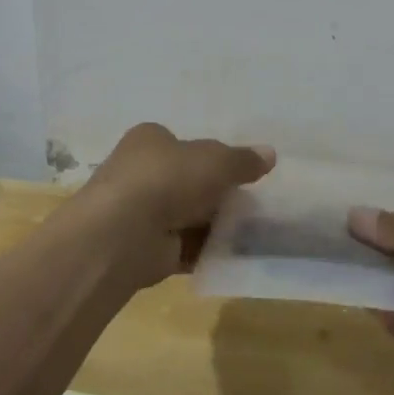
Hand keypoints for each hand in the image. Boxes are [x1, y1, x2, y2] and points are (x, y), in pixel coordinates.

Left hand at [81, 123, 274, 286]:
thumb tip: (270, 154)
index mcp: (149, 139)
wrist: (123, 234)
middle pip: (187, 180)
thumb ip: (242, 160)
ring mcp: (140, 212)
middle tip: (253, 201)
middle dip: (215, 193)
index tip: (239, 170)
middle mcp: (140, 172)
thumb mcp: (215, 161)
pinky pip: (184, 247)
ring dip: (214, 224)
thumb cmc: (167, 179)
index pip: (183, 143)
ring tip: (252, 230)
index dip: (211, 155)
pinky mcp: (145, 249)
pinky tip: (234, 255)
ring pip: (187, 215)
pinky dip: (206, 251)